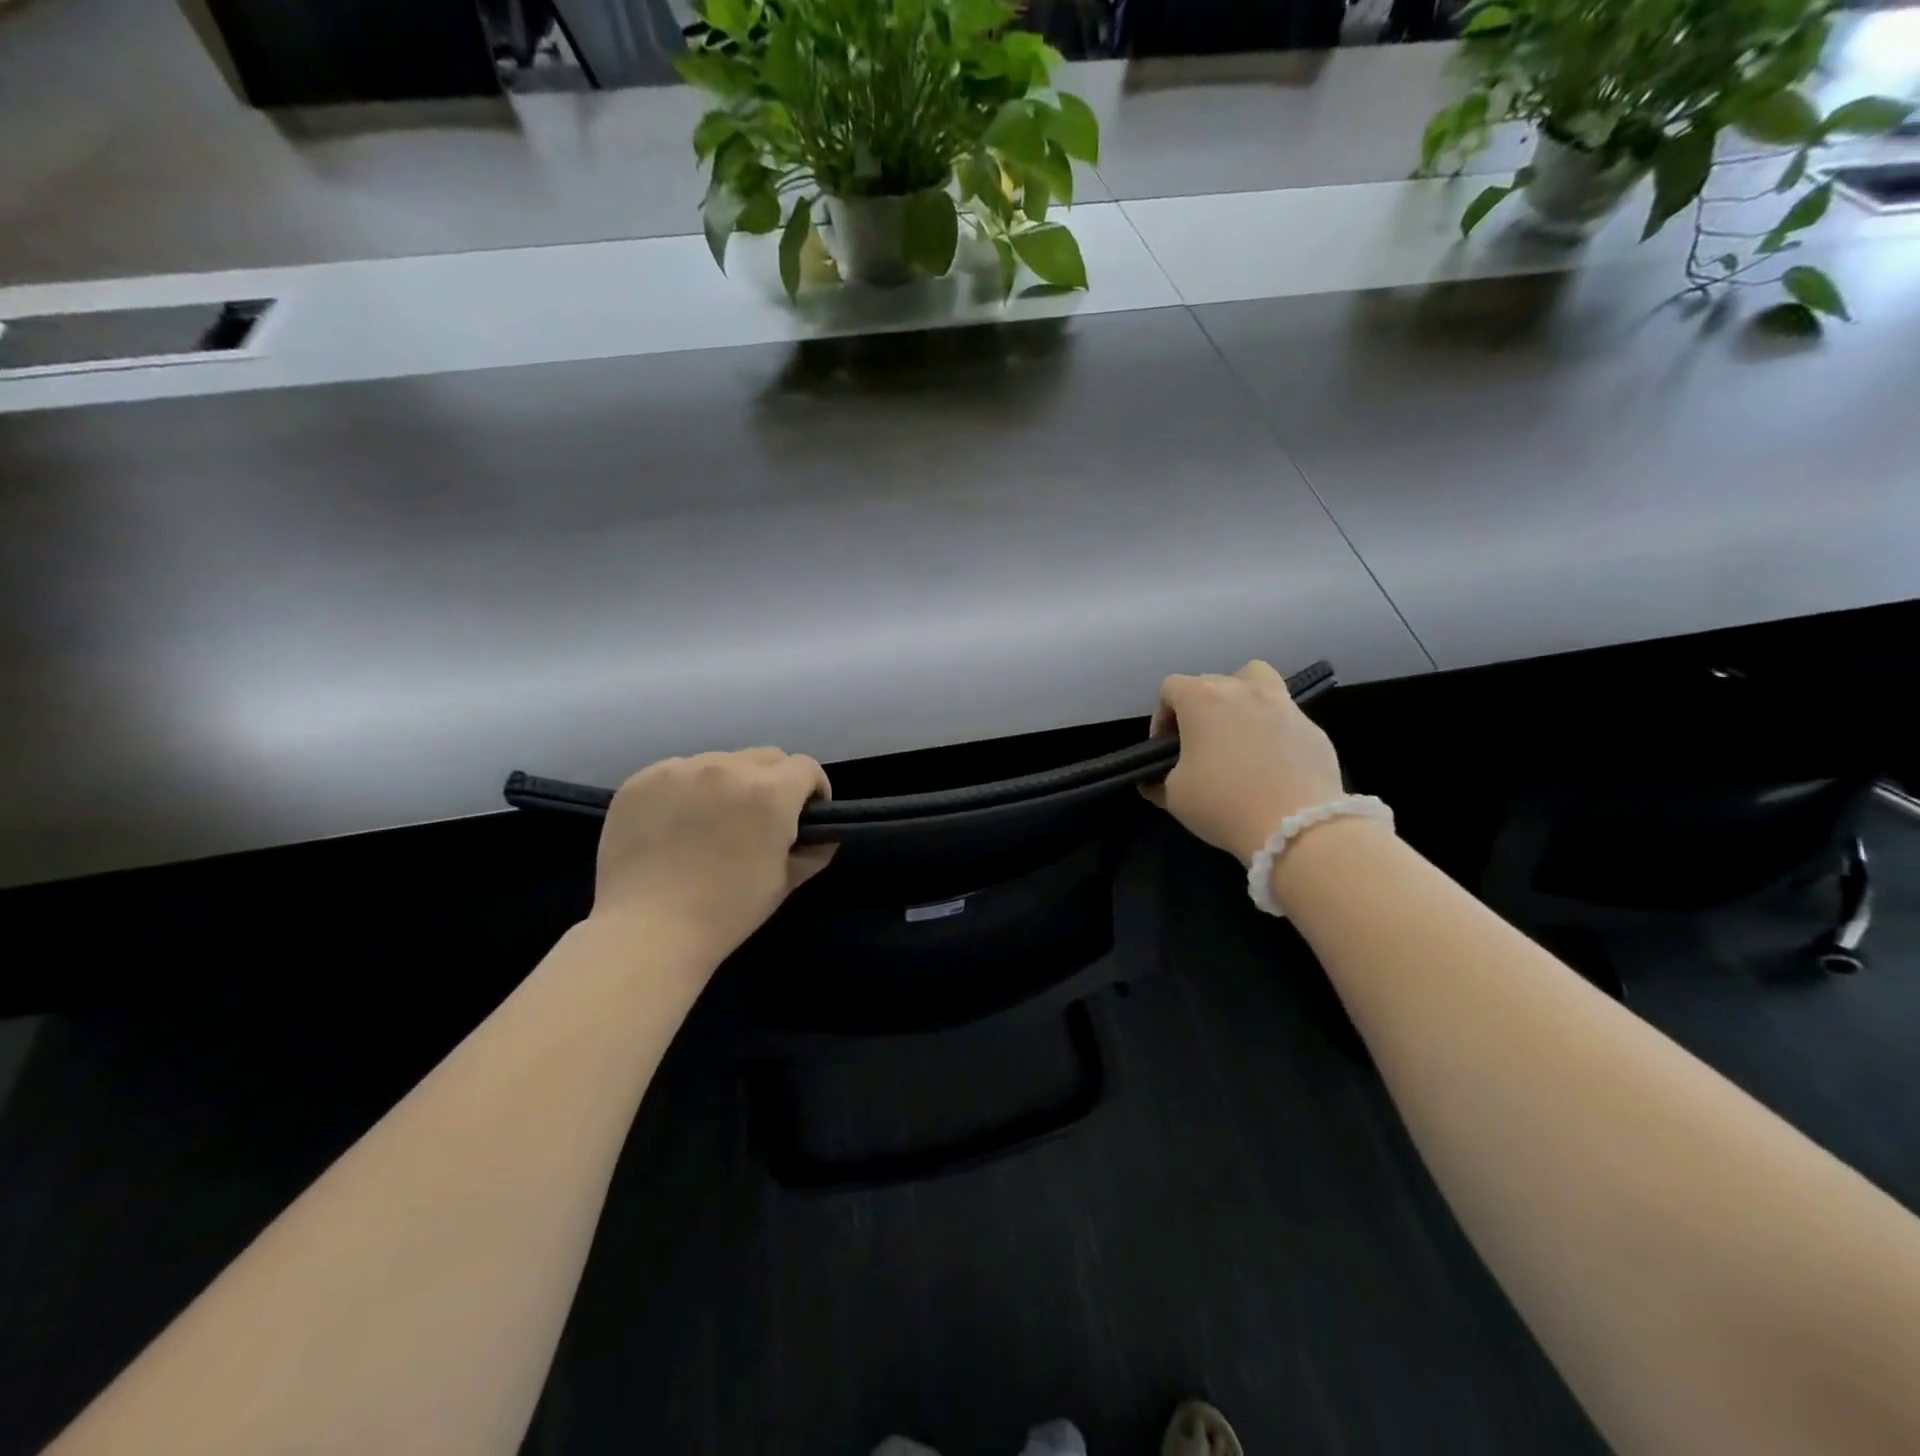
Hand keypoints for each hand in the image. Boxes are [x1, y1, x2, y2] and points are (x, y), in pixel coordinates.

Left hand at [591, 748, 834, 961]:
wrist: (647, 932)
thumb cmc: (728, 911)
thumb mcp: (785, 882)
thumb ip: (814, 850)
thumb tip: (823, 834)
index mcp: (770, 792)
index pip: (806, 767)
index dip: (814, 790)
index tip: (807, 814)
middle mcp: (727, 768)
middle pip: (766, 757)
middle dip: (775, 780)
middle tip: (762, 818)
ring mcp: (679, 770)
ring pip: (720, 761)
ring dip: (729, 782)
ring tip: (714, 819)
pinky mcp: (641, 780)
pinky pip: (678, 772)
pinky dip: (687, 790)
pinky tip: (676, 823)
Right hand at [1144, 661, 1346, 864]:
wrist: (1296, 826)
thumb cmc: (1223, 803)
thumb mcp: (1174, 797)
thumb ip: (1158, 780)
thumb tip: (1155, 780)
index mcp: (1202, 699)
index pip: (1170, 688)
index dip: (1161, 717)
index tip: (1165, 749)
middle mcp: (1242, 689)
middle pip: (1211, 683)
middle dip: (1198, 711)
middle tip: (1198, 747)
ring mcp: (1283, 704)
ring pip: (1256, 680)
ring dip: (1241, 698)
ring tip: (1238, 732)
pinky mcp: (1312, 727)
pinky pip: (1284, 718)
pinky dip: (1272, 731)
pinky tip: (1271, 764)